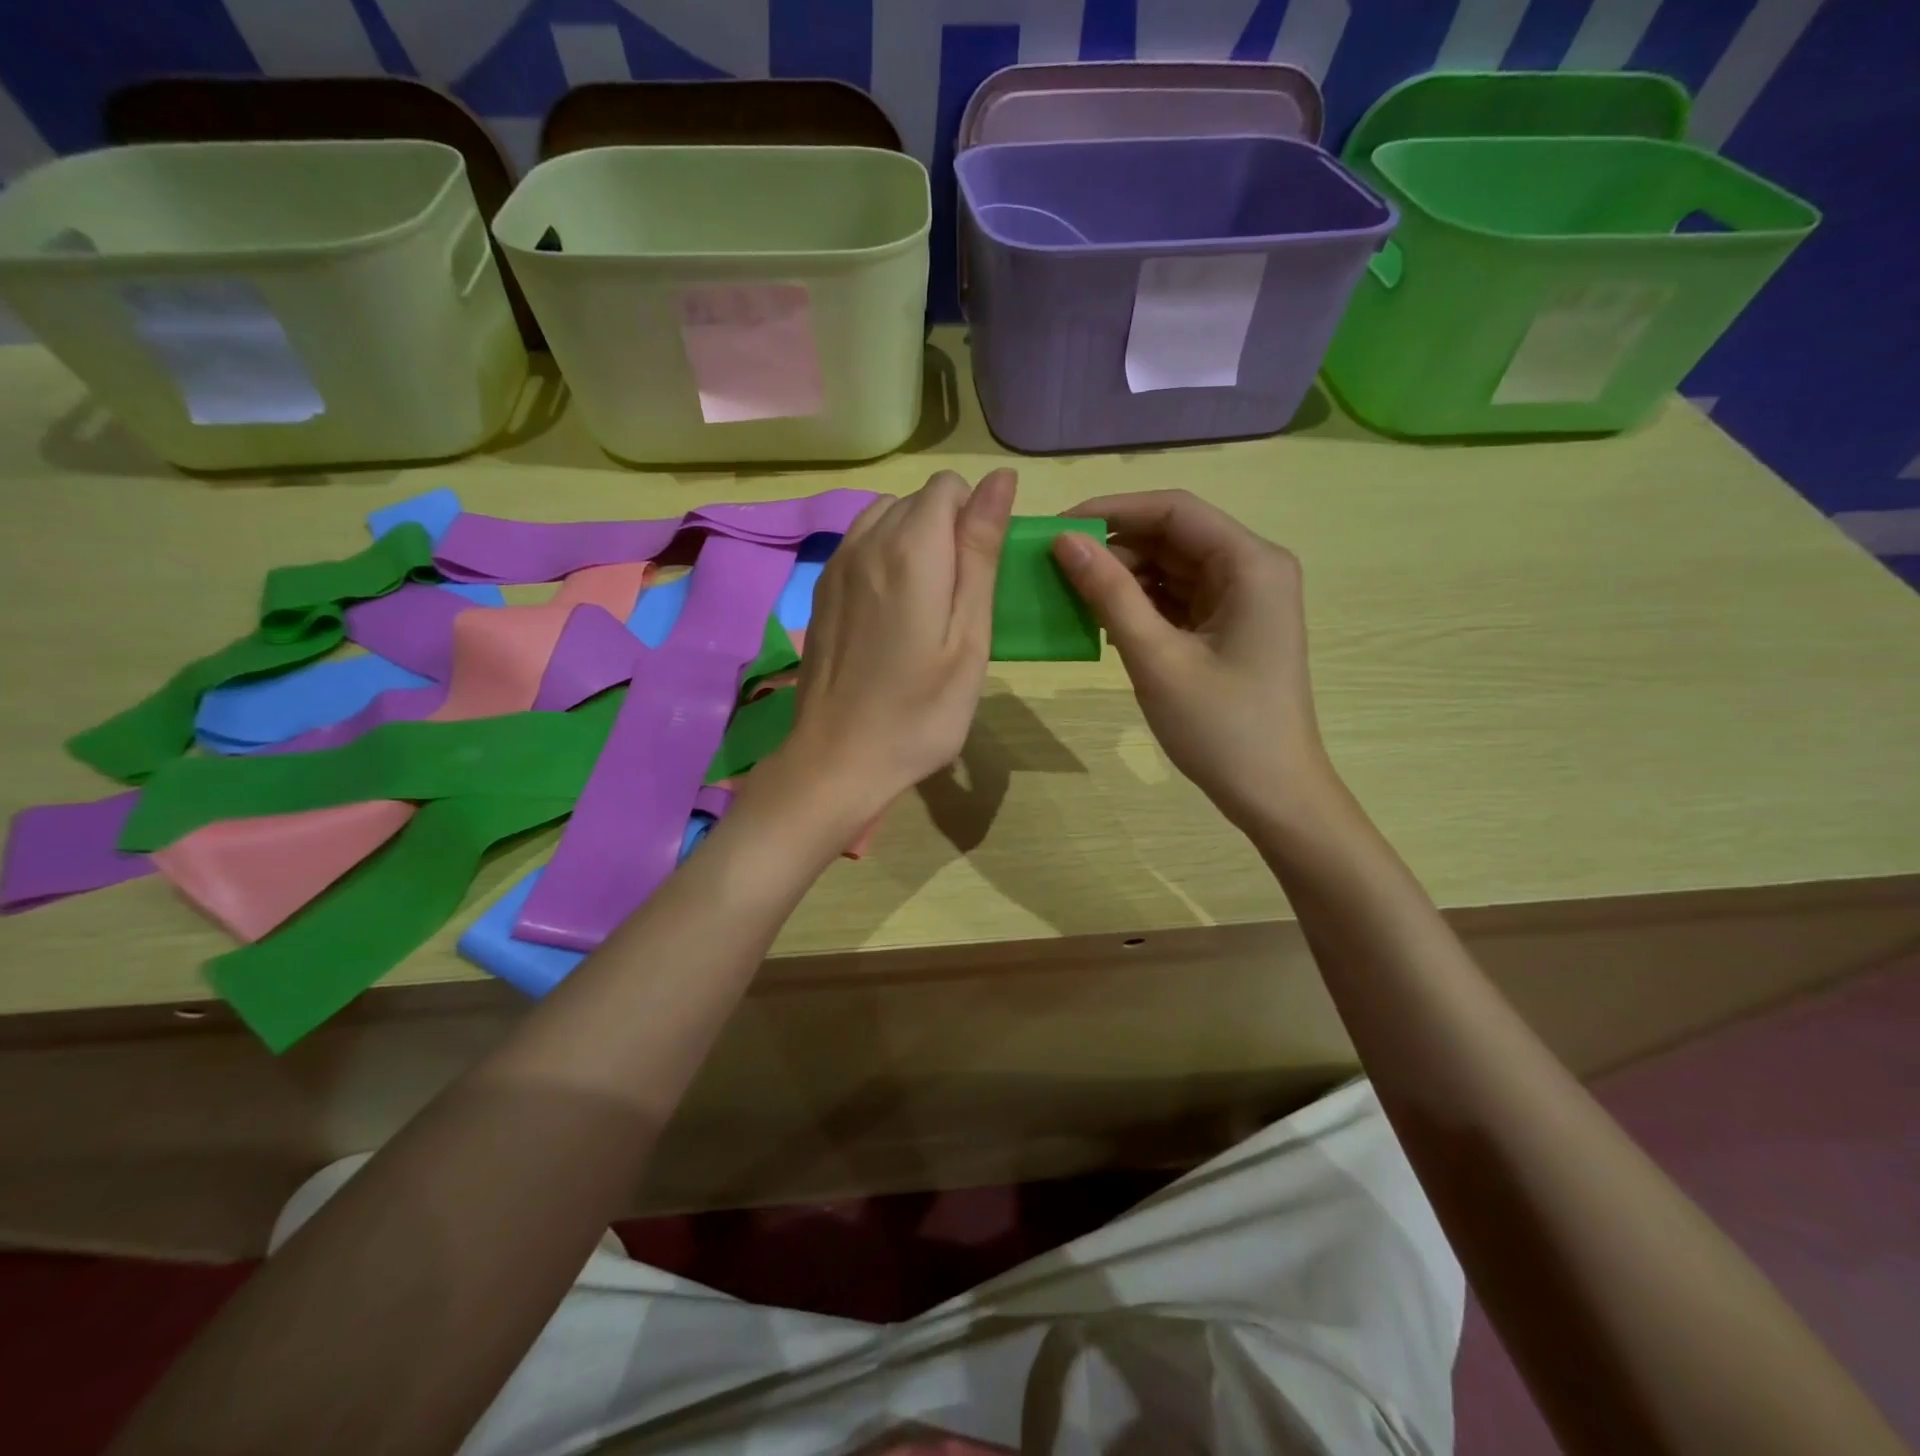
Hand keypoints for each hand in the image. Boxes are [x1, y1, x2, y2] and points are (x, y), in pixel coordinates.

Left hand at [777, 469, 1015, 812]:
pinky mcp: (821, 591)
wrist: (838, 759)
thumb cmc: (920, 711)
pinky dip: (885, 559)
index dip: (975, 517)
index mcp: (910, 549)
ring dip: (915, 542)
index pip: (949, 487)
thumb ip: (980, 552)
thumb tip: (998, 479)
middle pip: (916, 501)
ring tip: (928, 602)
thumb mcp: (969, 637)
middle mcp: (865, 542)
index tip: (982, 572)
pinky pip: (859, 546)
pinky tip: (893, 612)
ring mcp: (836, 566)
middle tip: (960, 600)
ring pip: (885, 518)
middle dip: (947, 529)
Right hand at [1052, 489, 1332, 831]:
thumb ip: (1110, 594)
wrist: (1272, 793)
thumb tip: (1063, 541)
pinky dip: (1140, 605)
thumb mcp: (1157, 657)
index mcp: (1251, 563)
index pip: (1174, 511)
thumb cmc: (1220, 727)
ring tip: (1071, 596)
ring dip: (1123, 578)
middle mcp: (1252, 568)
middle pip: (1173, 536)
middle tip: (1055, 568)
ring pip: (1171, 567)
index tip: (1058, 527)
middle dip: (1115, 548)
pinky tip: (1103, 622)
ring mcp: (1243, 599)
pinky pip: (1177, 598)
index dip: (1113, 510)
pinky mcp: (1229, 626)